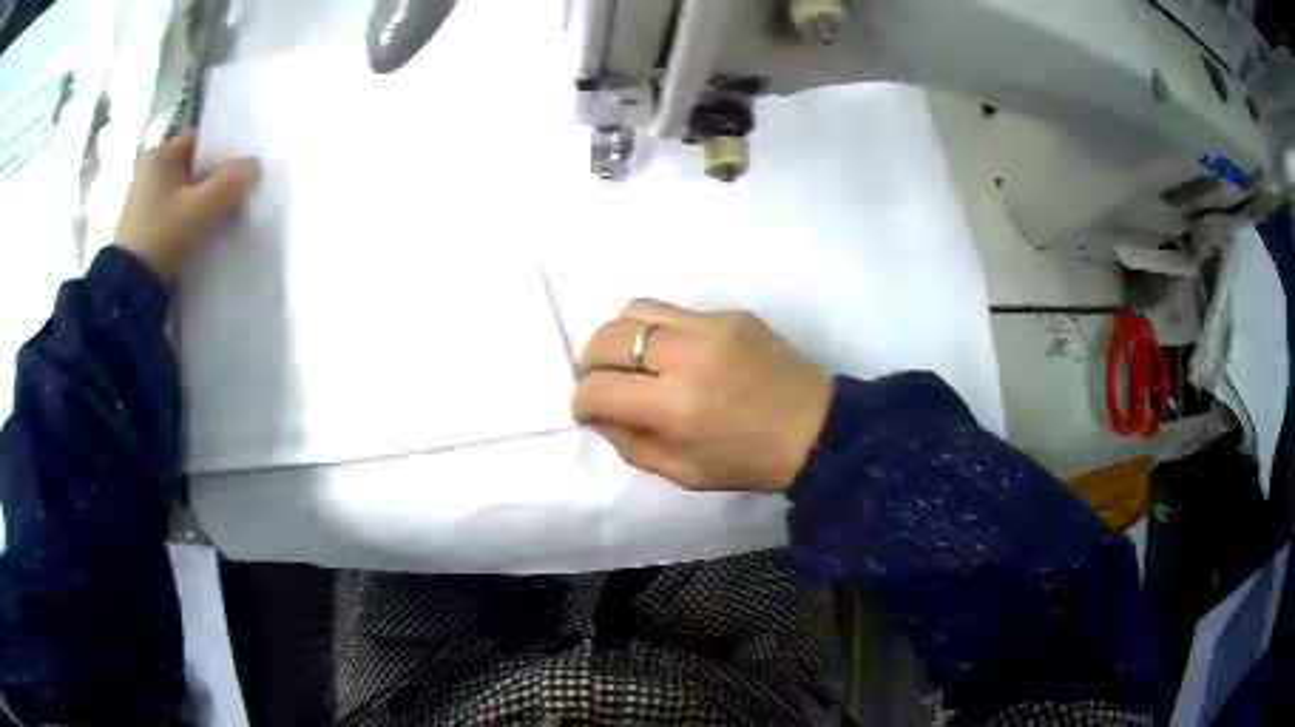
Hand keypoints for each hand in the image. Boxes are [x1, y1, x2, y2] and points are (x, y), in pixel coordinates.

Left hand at [112, 130, 259, 286]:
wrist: (129, 291)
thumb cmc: (161, 236)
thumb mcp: (200, 207)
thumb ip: (230, 182)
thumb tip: (255, 166)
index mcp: (160, 155)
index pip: (201, 141)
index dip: (225, 151)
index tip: (244, 167)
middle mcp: (151, 172)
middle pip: (194, 167)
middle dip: (216, 178)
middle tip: (240, 190)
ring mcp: (146, 202)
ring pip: (187, 192)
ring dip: (205, 200)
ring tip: (227, 212)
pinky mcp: (147, 228)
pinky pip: (178, 213)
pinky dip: (193, 218)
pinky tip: (206, 230)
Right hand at [572, 300, 833, 492]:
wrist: (816, 429)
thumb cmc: (749, 462)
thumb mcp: (683, 474)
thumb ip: (631, 444)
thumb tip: (600, 413)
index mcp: (676, 406)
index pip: (598, 389)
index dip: (582, 402)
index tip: (589, 411)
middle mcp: (688, 355)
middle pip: (608, 337)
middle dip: (589, 362)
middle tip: (601, 381)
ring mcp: (712, 326)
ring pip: (635, 309)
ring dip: (619, 337)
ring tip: (631, 361)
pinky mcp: (731, 313)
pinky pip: (674, 311)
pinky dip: (659, 332)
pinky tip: (676, 356)